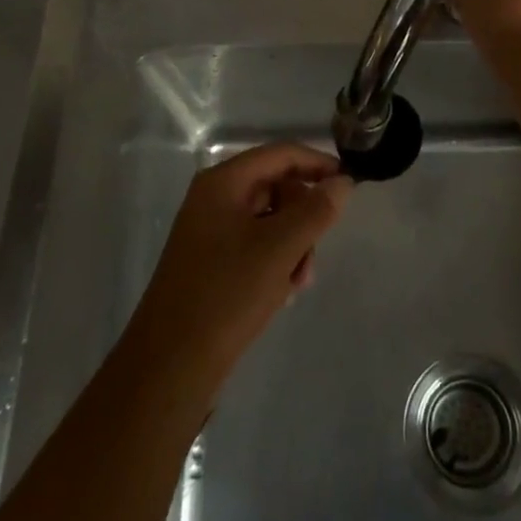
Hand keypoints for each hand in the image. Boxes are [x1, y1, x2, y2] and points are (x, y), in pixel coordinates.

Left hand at [125, 144, 352, 393]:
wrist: (170, 366)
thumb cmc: (226, 294)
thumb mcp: (280, 248)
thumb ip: (316, 210)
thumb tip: (343, 181)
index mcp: (223, 182)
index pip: (281, 154)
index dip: (318, 164)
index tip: (349, 184)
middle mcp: (214, 198)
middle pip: (276, 186)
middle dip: (303, 216)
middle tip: (315, 251)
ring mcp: (210, 230)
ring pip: (269, 219)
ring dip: (293, 244)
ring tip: (298, 282)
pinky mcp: (211, 261)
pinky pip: (255, 244)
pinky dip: (275, 261)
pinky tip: (281, 292)